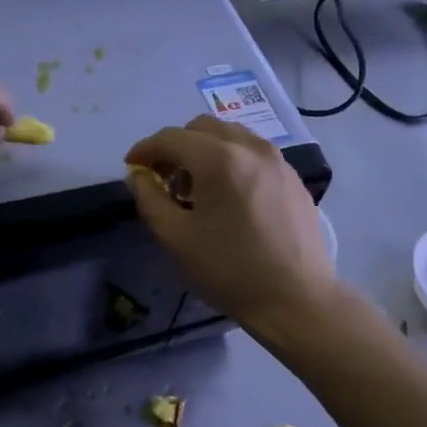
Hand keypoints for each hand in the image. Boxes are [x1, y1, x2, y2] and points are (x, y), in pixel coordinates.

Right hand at [123, 115, 335, 332]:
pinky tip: (227, 197)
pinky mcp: (293, 178)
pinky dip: (231, 160)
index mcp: (219, 159)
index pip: (171, 137)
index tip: (131, 167)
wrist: (295, 299)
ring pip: (231, 136)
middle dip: (176, 146)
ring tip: (196, 189)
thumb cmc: (229, 270)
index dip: (145, 149)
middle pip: (202, 127)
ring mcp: (277, 160)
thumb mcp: (175, 238)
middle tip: (163, 179)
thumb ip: (149, 199)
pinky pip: (253, 153)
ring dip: (204, 151)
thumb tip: (139, 176)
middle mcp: (251, 147)